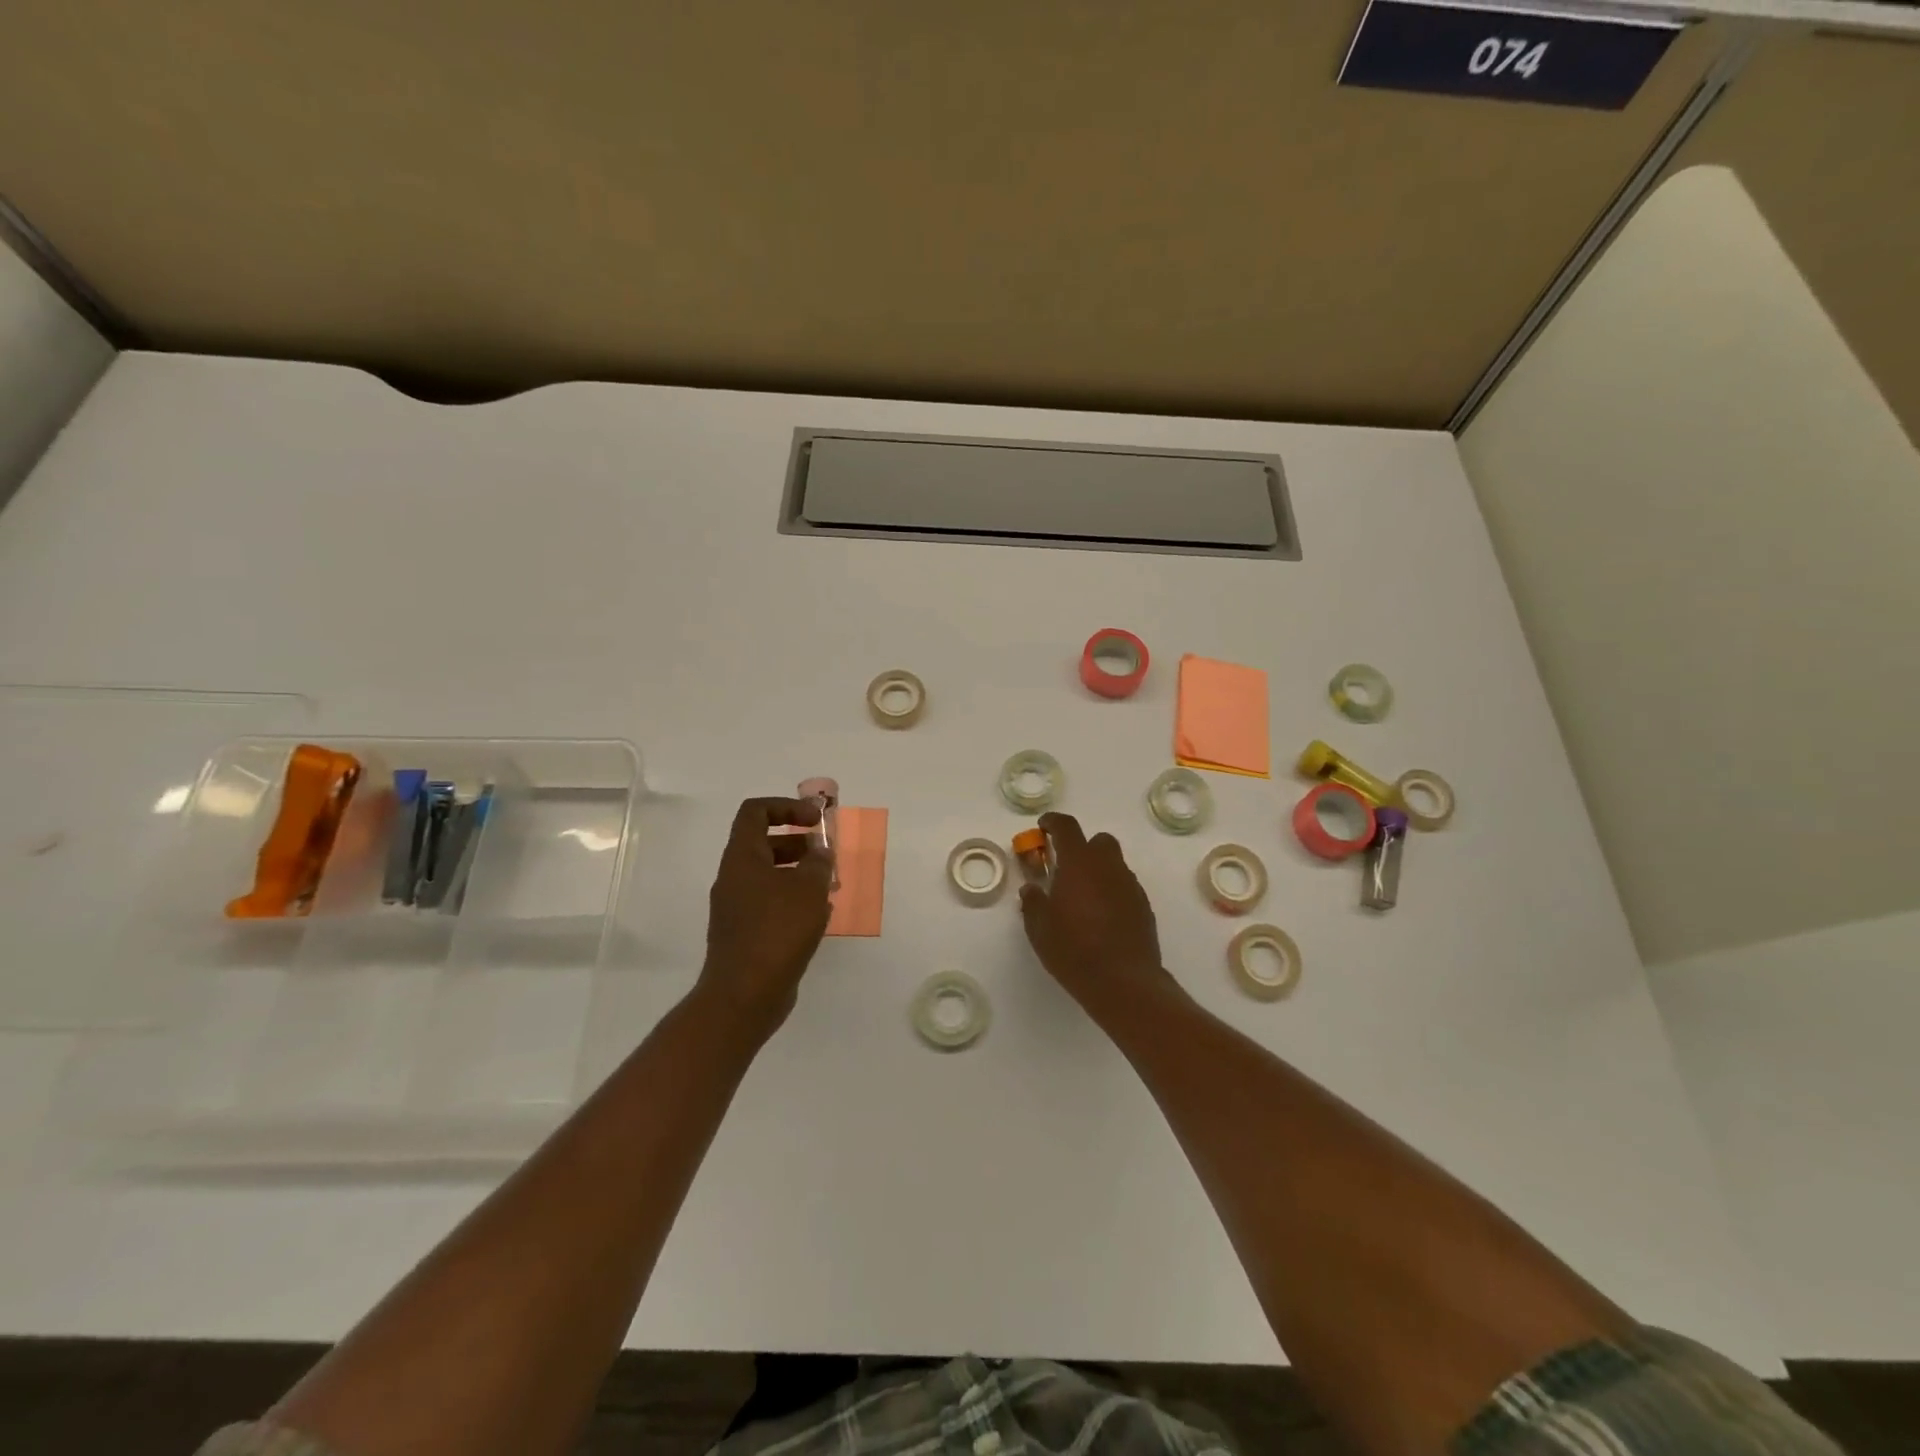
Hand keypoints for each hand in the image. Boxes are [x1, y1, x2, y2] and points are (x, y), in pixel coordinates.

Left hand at [696, 797, 833, 1040]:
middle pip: (764, 844)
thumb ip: (818, 862)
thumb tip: (820, 851)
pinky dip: (794, 901)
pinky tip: (819, 917)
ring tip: (830, 887)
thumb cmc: (777, 931)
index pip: (756, 812)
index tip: (816, 820)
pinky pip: (771, 904)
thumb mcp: (808, 888)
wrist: (744, 995)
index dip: (787, 806)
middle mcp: (734, 878)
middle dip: (799, 843)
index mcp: (742, 858)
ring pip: (770, 876)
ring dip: (800, 874)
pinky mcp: (745, 934)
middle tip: (827, 856)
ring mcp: (737, 908)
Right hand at [1018, 812, 1174, 1020]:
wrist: (1123, 981)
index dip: (1053, 822)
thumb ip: (1033, 902)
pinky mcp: (1143, 906)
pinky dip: (1111, 891)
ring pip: (1114, 864)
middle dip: (1082, 847)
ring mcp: (1130, 885)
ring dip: (1098, 871)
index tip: (1044, 827)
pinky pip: (1124, 887)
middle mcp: (1108, 866)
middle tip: (1065, 868)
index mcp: (1079, 863)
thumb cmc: (1073, 949)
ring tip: (1082, 897)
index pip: (1067, 827)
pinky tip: (1101, 916)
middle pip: (1098, 841)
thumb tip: (1032, 888)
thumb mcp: (1039, 928)